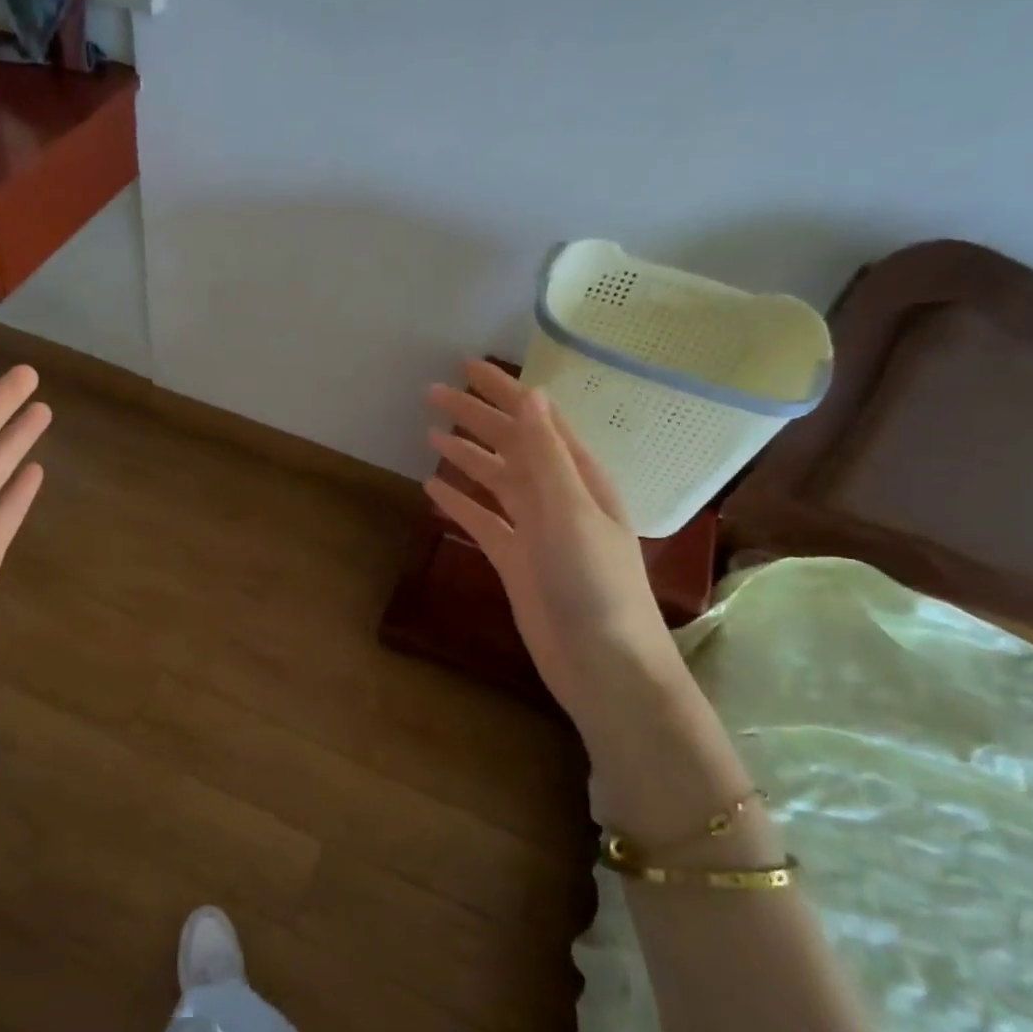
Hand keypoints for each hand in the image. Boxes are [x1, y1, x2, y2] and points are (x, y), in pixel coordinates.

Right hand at [425, 360, 688, 735]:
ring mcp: (535, 529)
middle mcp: (557, 495)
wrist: (603, 664)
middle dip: (474, 417)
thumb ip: (546, 454)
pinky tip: (435, 489)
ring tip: (430, 434)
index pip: (536, 419)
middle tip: (431, 394)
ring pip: (495, 480)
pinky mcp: (515, 560)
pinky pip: (483, 521)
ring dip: (466, 455)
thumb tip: (531, 395)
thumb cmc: (595, 584)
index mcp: (578, 476)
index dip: (503, 391)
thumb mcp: (570, 510)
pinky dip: (460, 503)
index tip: (465, 367)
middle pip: (510, 444)